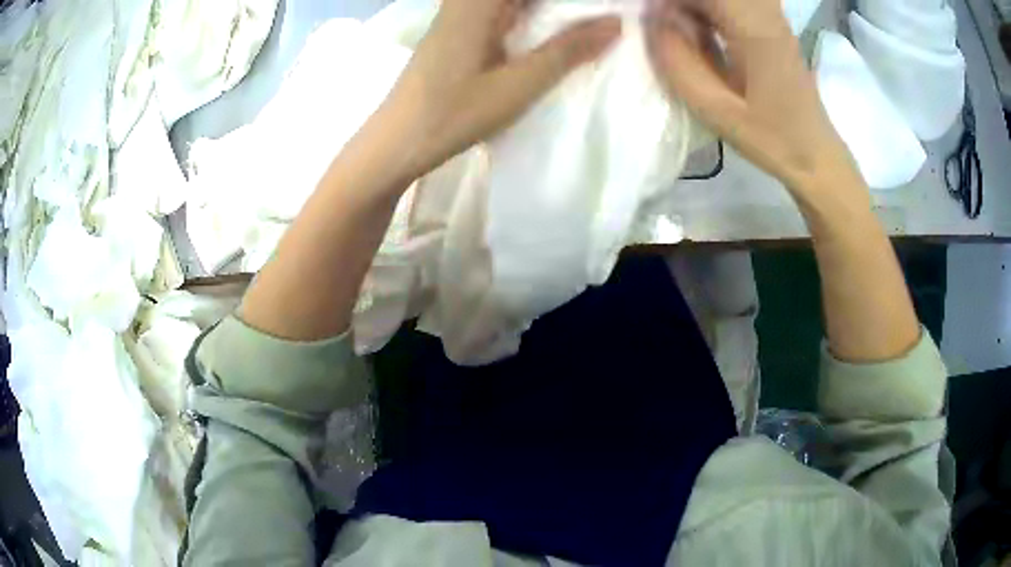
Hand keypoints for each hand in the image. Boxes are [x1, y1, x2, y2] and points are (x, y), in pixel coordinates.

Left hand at [385, 0, 620, 180]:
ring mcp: (458, 16)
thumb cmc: (452, 113)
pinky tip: (545, 34)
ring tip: (577, 25)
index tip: (595, 10)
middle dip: (559, 6)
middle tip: (592, 15)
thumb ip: (567, 51)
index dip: (567, 1)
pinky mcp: (457, 33)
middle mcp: (465, 1)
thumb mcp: (518, 85)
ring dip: (543, 10)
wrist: (396, 142)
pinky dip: (526, 17)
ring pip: (508, 2)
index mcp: (477, 3)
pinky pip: (498, 12)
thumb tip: (615, 24)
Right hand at [644, 0, 862, 195]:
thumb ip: (679, 61)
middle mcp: (765, 12)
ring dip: (695, 8)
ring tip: (684, 34)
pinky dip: (709, 11)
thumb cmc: (771, 139)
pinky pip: (735, 3)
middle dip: (681, 5)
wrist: (816, 154)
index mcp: (754, 29)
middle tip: (668, 31)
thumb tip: (653, 22)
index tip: (652, 22)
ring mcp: (772, 16)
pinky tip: (702, 32)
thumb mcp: (717, 111)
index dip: (669, 1)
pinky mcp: (772, 25)